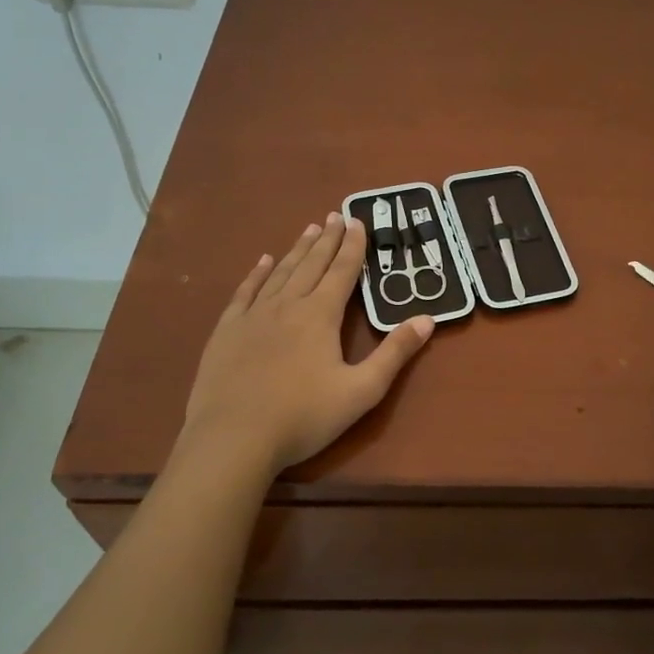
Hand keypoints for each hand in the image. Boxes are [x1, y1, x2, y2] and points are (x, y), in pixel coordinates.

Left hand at [179, 213, 434, 474]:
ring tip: (309, 228)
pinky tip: (263, 262)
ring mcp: (253, 316)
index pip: (342, 272)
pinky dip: (257, 274)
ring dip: (297, 250)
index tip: (358, 221)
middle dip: (327, 239)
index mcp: (320, 316)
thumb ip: (395, 353)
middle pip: (312, 264)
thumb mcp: (362, 390)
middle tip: (335, 215)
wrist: (233, 438)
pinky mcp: (227, 331)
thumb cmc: (304, 416)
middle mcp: (288, 305)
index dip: (352, 246)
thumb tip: (427, 319)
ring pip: (280, 273)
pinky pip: (245, 292)